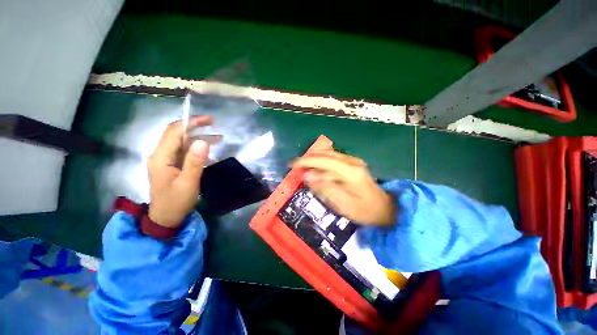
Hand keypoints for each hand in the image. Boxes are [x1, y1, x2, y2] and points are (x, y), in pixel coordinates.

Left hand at [147, 116, 212, 227]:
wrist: (165, 218)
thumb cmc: (176, 201)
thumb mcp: (188, 182)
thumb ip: (195, 162)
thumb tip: (203, 141)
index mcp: (161, 157)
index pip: (174, 131)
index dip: (190, 122)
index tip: (209, 120)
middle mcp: (161, 155)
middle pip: (177, 134)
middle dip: (196, 127)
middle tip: (214, 125)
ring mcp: (166, 160)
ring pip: (182, 143)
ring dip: (199, 139)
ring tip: (218, 139)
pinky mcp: (171, 166)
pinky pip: (184, 152)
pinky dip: (197, 150)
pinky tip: (210, 155)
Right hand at [293, 150, 395, 225]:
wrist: (384, 208)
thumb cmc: (364, 211)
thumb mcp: (343, 205)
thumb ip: (325, 189)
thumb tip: (308, 176)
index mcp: (350, 172)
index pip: (324, 160)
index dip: (307, 161)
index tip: (293, 164)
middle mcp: (352, 161)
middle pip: (326, 154)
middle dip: (309, 159)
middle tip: (296, 167)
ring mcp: (353, 161)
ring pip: (329, 155)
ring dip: (315, 160)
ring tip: (303, 168)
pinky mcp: (353, 164)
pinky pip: (333, 159)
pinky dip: (322, 163)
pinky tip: (316, 170)